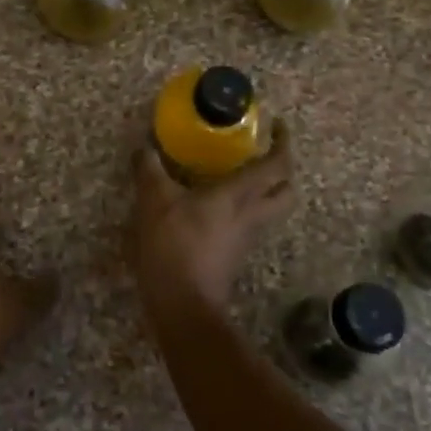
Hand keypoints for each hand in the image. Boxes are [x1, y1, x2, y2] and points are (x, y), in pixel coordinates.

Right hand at [130, 121, 293, 311]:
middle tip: (264, 152)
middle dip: (283, 170)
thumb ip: (150, 169)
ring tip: (240, 173)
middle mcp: (251, 215)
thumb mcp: (154, 201)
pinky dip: (243, 208)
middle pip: (286, 190)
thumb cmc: (174, 246)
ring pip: (271, 209)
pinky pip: (250, 223)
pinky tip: (217, 204)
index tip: (277, 125)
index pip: (276, 165)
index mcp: (239, 195)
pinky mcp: (234, 254)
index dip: (282, 143)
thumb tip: (144, 145)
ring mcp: (246, 238)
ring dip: (266, 190)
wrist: (183, 305)